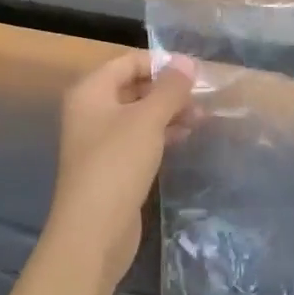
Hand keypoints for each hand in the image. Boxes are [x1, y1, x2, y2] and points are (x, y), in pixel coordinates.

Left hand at [46, 51, 197, 287]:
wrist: (92, 233)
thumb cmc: (117, 164)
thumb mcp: (148, 119)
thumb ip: (170, 88)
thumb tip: (187, 61)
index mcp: (91, 92)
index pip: (129, 61)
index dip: (161, 63)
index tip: (194, 72)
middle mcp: (91, 111)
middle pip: (135, 87)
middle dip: (169, 90)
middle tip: (202, 98)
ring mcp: (100, 141)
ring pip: (140, 114)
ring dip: (170, 112)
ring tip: (202, 118)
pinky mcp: (112, 166)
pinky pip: (139, 138)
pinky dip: (162, 133)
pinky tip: (185, 137)